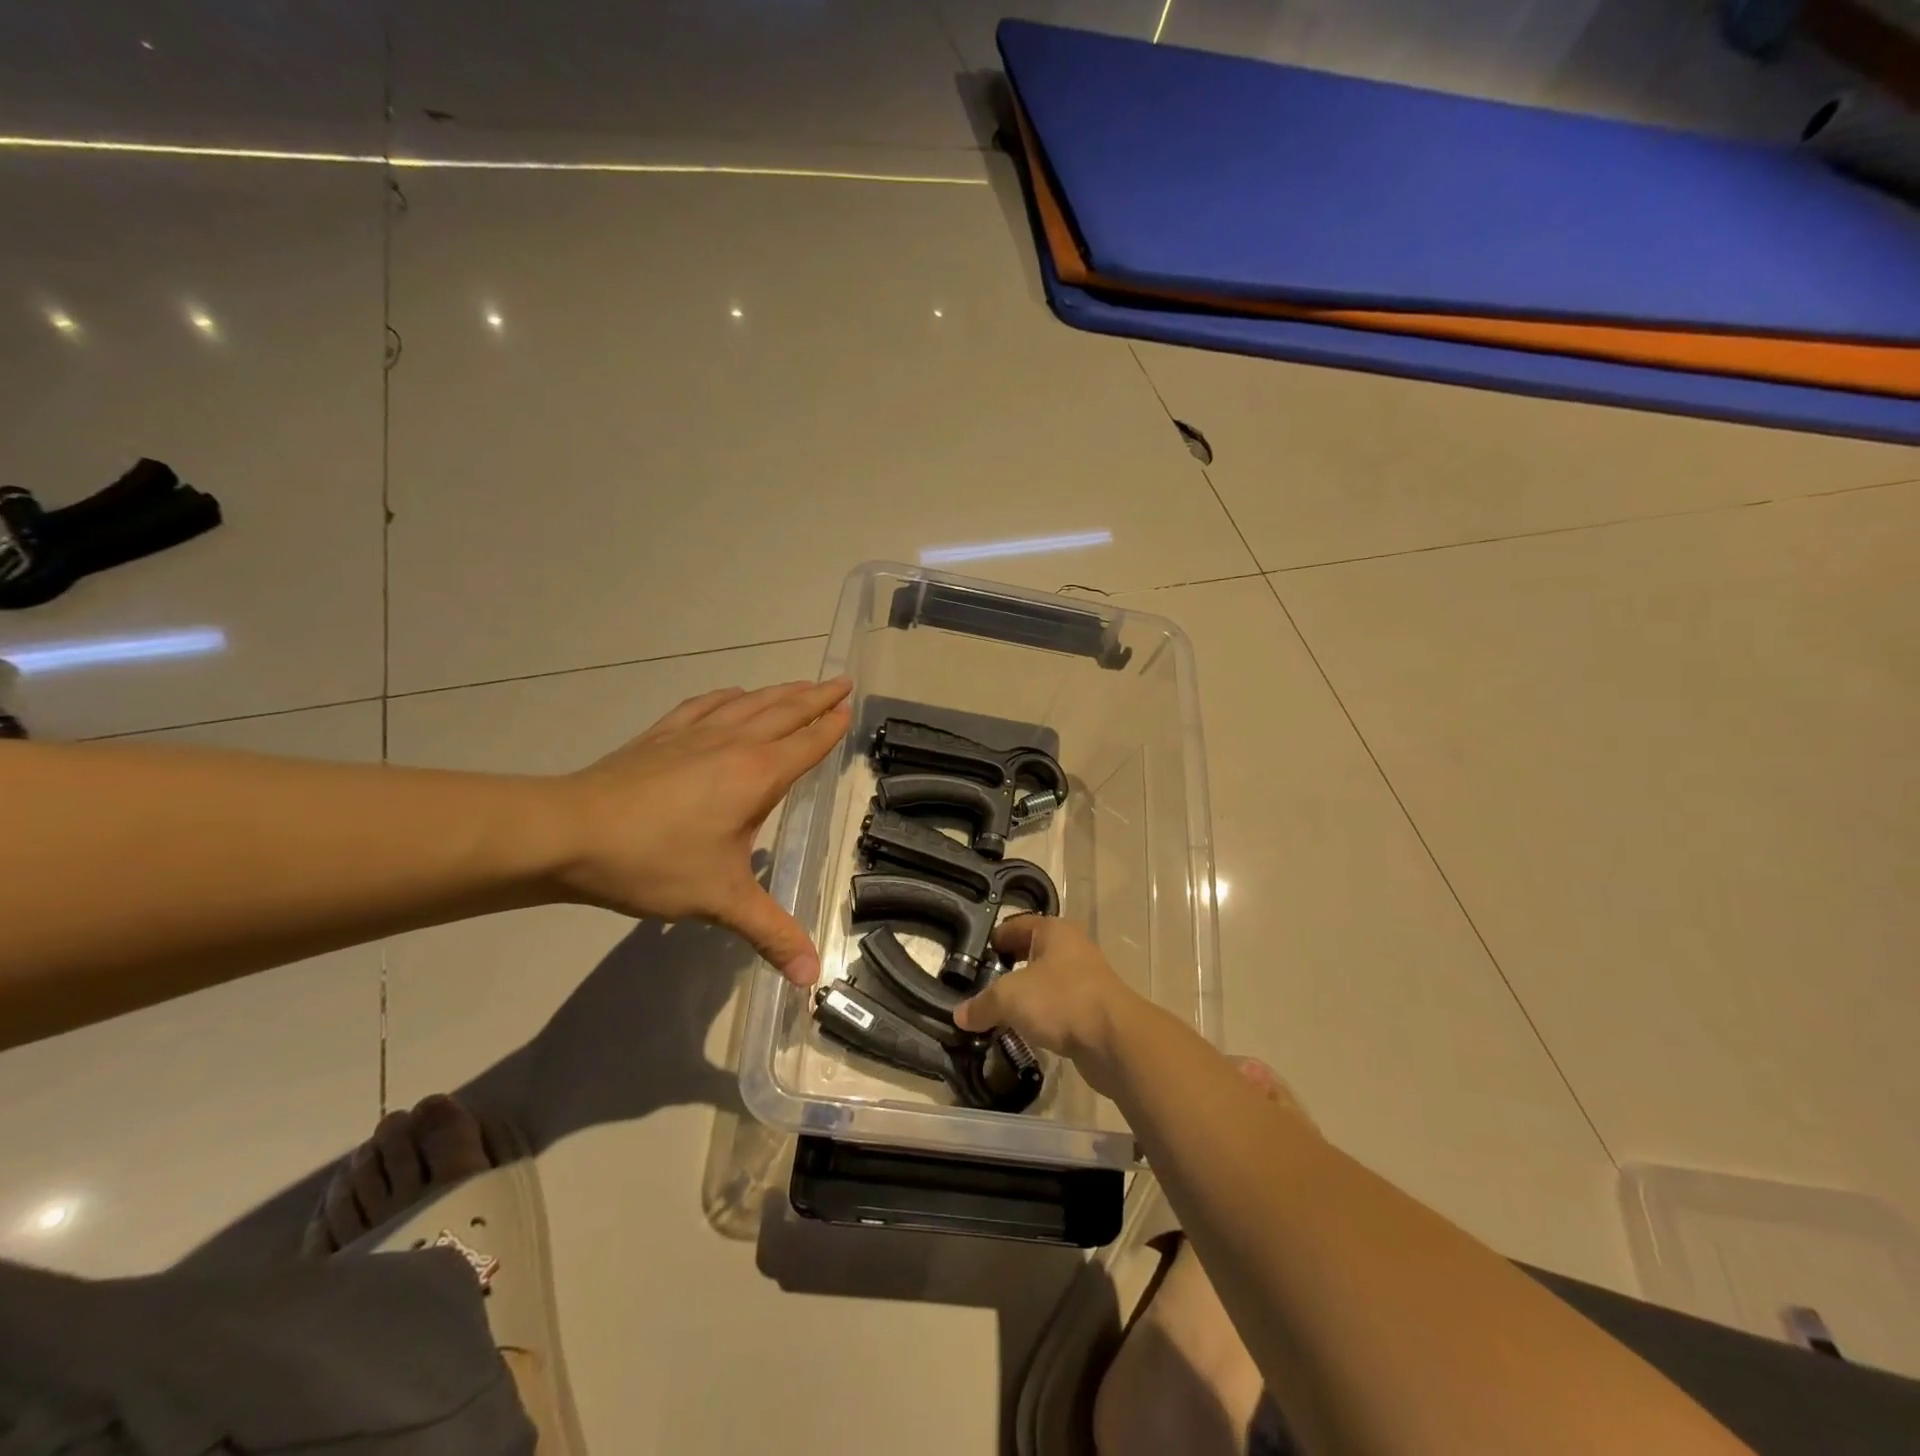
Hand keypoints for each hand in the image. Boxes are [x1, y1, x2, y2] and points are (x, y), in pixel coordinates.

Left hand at [553, 678, 851, 984]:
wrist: (568, 832)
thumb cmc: (654, 861)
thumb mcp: (721, 901)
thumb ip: (771, 934)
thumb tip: (812, 978)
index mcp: (757, 775)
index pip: (807, 743)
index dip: (831, 726)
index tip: (849, 706)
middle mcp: (733, 743)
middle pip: (785, 711)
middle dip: (816, 697)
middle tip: (840, 681)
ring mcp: (694, 734)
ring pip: (749, 703)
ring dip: (780, 692)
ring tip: (800, 685)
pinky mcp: (661, 735)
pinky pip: (705, 705)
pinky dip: (728, 696)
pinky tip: (733, 695)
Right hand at [954, 916, 1146, 1094]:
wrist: (1114, 1039)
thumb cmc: (1060, 1000)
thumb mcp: (1010, 998)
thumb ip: (982, 1004)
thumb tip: (959, 1015)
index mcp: (1054, 931)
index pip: (1018, 925)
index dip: (996, 938)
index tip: (976, 955)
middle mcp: (1072, 948)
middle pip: (1033, 953)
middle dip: (1009, 968)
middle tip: (983, 984)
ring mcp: (1086, 979)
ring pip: (1046, 982)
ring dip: (1026, 995)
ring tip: (999, 1011)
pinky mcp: (1093, 1010)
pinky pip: (1058, 1007)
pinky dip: (1041, 1016)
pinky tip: (1025, 1031)